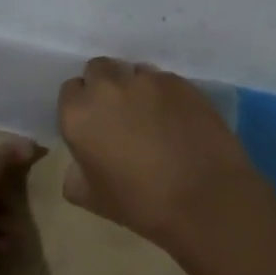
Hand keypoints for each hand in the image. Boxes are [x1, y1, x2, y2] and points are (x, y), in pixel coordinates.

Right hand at [56, 58, 275, 252]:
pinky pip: (164, 81)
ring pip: (133, 72)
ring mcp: (148, 81)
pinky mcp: (181, 82)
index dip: (82, 106)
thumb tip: (80, 163)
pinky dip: (165, 95)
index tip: (94, 124)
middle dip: (105, 86)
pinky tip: (177, 120)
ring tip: (152, 116)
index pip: (70, 90)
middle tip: (120, 115)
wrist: (205, 200)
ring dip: (135, 88)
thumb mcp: (92, 199)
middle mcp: (109, 88)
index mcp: (79, 114)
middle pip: (99, 70)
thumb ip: (75, 174)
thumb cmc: (141, 204)